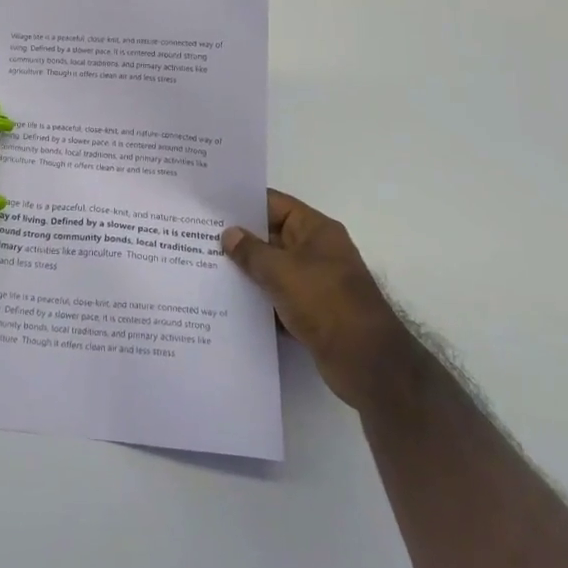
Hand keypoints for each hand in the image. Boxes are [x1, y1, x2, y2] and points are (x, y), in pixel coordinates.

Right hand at [221, 189, 400, 408]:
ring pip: (273, 268)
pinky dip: (259, 299)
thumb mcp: (282, 271)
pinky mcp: (312, 311)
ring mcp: (315, 282)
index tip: (211, 207)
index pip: (274, 204)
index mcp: (316, 230)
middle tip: (200, 238)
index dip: (244, 204)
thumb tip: (229, 234)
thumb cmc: (325, 303)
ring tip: (207, 268)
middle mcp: (317, 250)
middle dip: (240, 239)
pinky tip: (229, 302)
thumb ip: (251, 251)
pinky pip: (278, 296)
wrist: (367, 363)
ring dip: (248, 271)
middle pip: (272, 236)